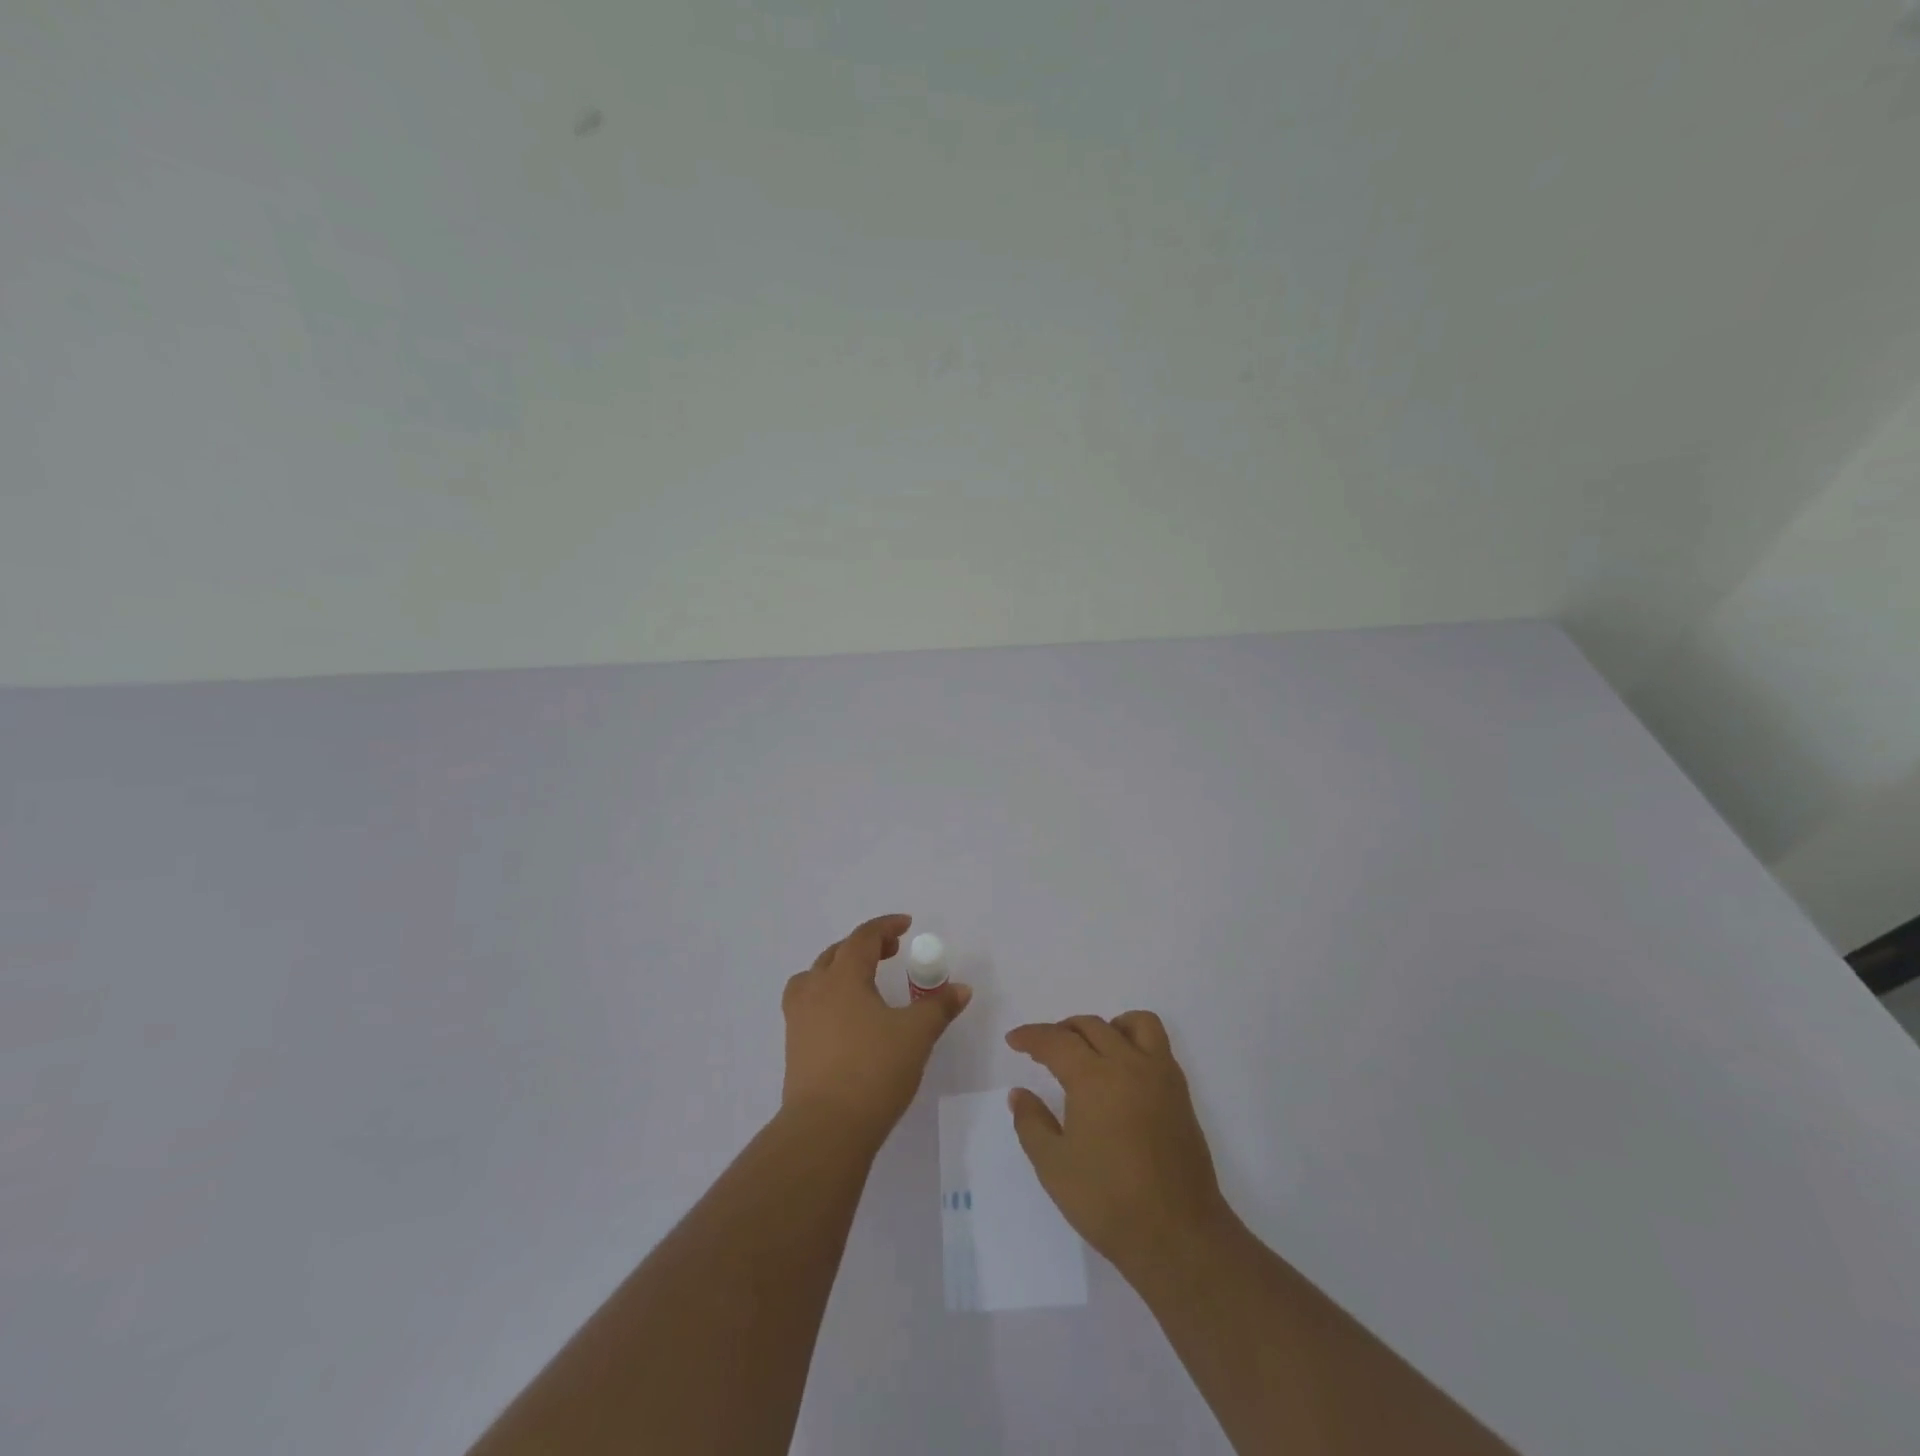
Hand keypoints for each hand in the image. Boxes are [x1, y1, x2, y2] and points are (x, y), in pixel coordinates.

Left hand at [781, 914, 971, 1145]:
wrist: (825, 1129)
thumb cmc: (873, 1071)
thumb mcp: (916, 1035)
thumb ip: (939, 1007)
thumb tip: (961, 988)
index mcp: (843, 978)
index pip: (863, 938)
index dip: (885, 927)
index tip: (906, 926)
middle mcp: (815, 990)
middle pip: (837, 953)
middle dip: (865, 946)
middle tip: (891, 951)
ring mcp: (798, 1020)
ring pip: (815, 978)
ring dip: (839, 970)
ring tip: (862, 982)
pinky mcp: (794, 1047)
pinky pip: (808, 1005)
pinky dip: (828, 997)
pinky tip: (847, 1019)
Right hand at [1006, 1011, 1231, 1282]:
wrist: (1178, 1235)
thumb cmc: (1108, 1201)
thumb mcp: (1054, 1167)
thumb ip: (1032, 1123)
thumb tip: (1019, 1093)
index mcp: (1094, 1078)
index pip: (1056, 1041)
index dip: (1031, 1037)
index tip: (1014, 1040)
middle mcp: (1128, 1064)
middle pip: (1091, 1026)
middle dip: (1061, 1031)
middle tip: (1043, 1050)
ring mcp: (1160, 1075)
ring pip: (1133, 1023)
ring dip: (1106, 1027)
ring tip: (1090, 1049)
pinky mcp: (1180, 1092)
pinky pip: (1157, 1044)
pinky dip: (1135, 1041)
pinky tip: (1122, 1071)